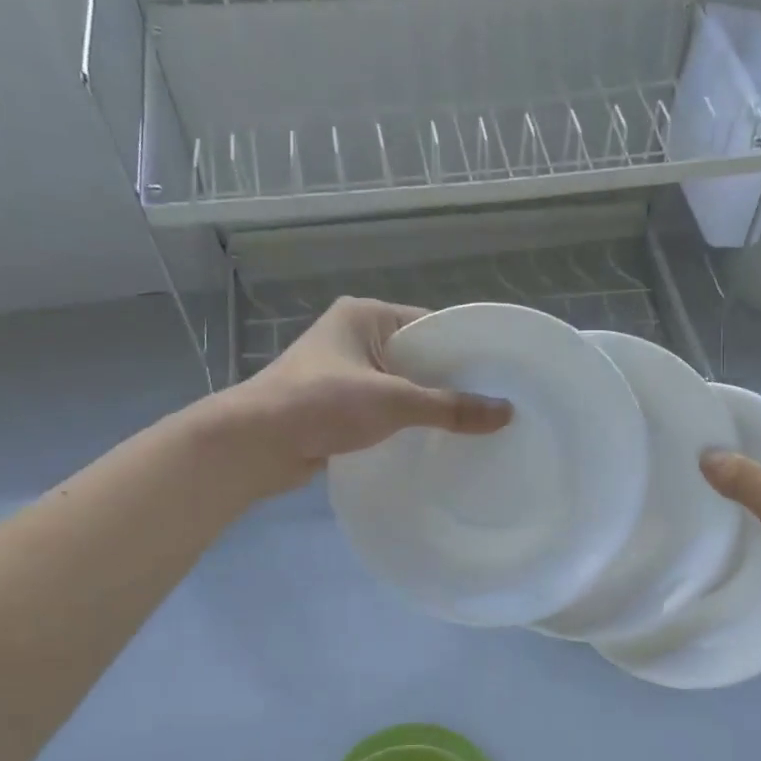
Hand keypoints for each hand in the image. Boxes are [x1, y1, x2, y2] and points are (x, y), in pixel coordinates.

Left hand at [215, 297, 511, 492]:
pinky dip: (406, 422)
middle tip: (495, 405)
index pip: (431, 325)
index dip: (466, 349)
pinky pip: (385, 408)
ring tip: (473, 426)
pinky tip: (434, 442)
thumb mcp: (393, 401)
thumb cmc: (321, 404)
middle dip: (452, 382)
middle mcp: (355, 337)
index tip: (501, 374)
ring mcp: (344, 372)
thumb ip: (450, 407)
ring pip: (402, 385)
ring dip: (429, 405)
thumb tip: (506, 412)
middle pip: (419, 356)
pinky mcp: (338, 404)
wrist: (254, 444)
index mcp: (365, 316)